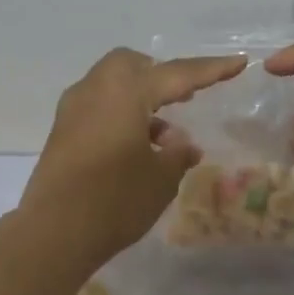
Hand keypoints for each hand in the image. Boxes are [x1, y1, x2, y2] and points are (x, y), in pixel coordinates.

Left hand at [21, 48, 248, 262]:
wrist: (54, 232)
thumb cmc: (115, 201)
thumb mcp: (161, 179)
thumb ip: (177, 154)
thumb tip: (182, 143)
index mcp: (126, 92)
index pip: (177, 74)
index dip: (211, 70)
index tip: (239, 62)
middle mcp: (95, 89)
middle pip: (133, 65)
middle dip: (161, 77)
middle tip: (184, 100)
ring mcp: (73, 109)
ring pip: (112, 85)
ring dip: (140, 100)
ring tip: (165, 139)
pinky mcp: (62, 130)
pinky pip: (98, 106)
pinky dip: (120, 114)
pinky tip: (137, 149)